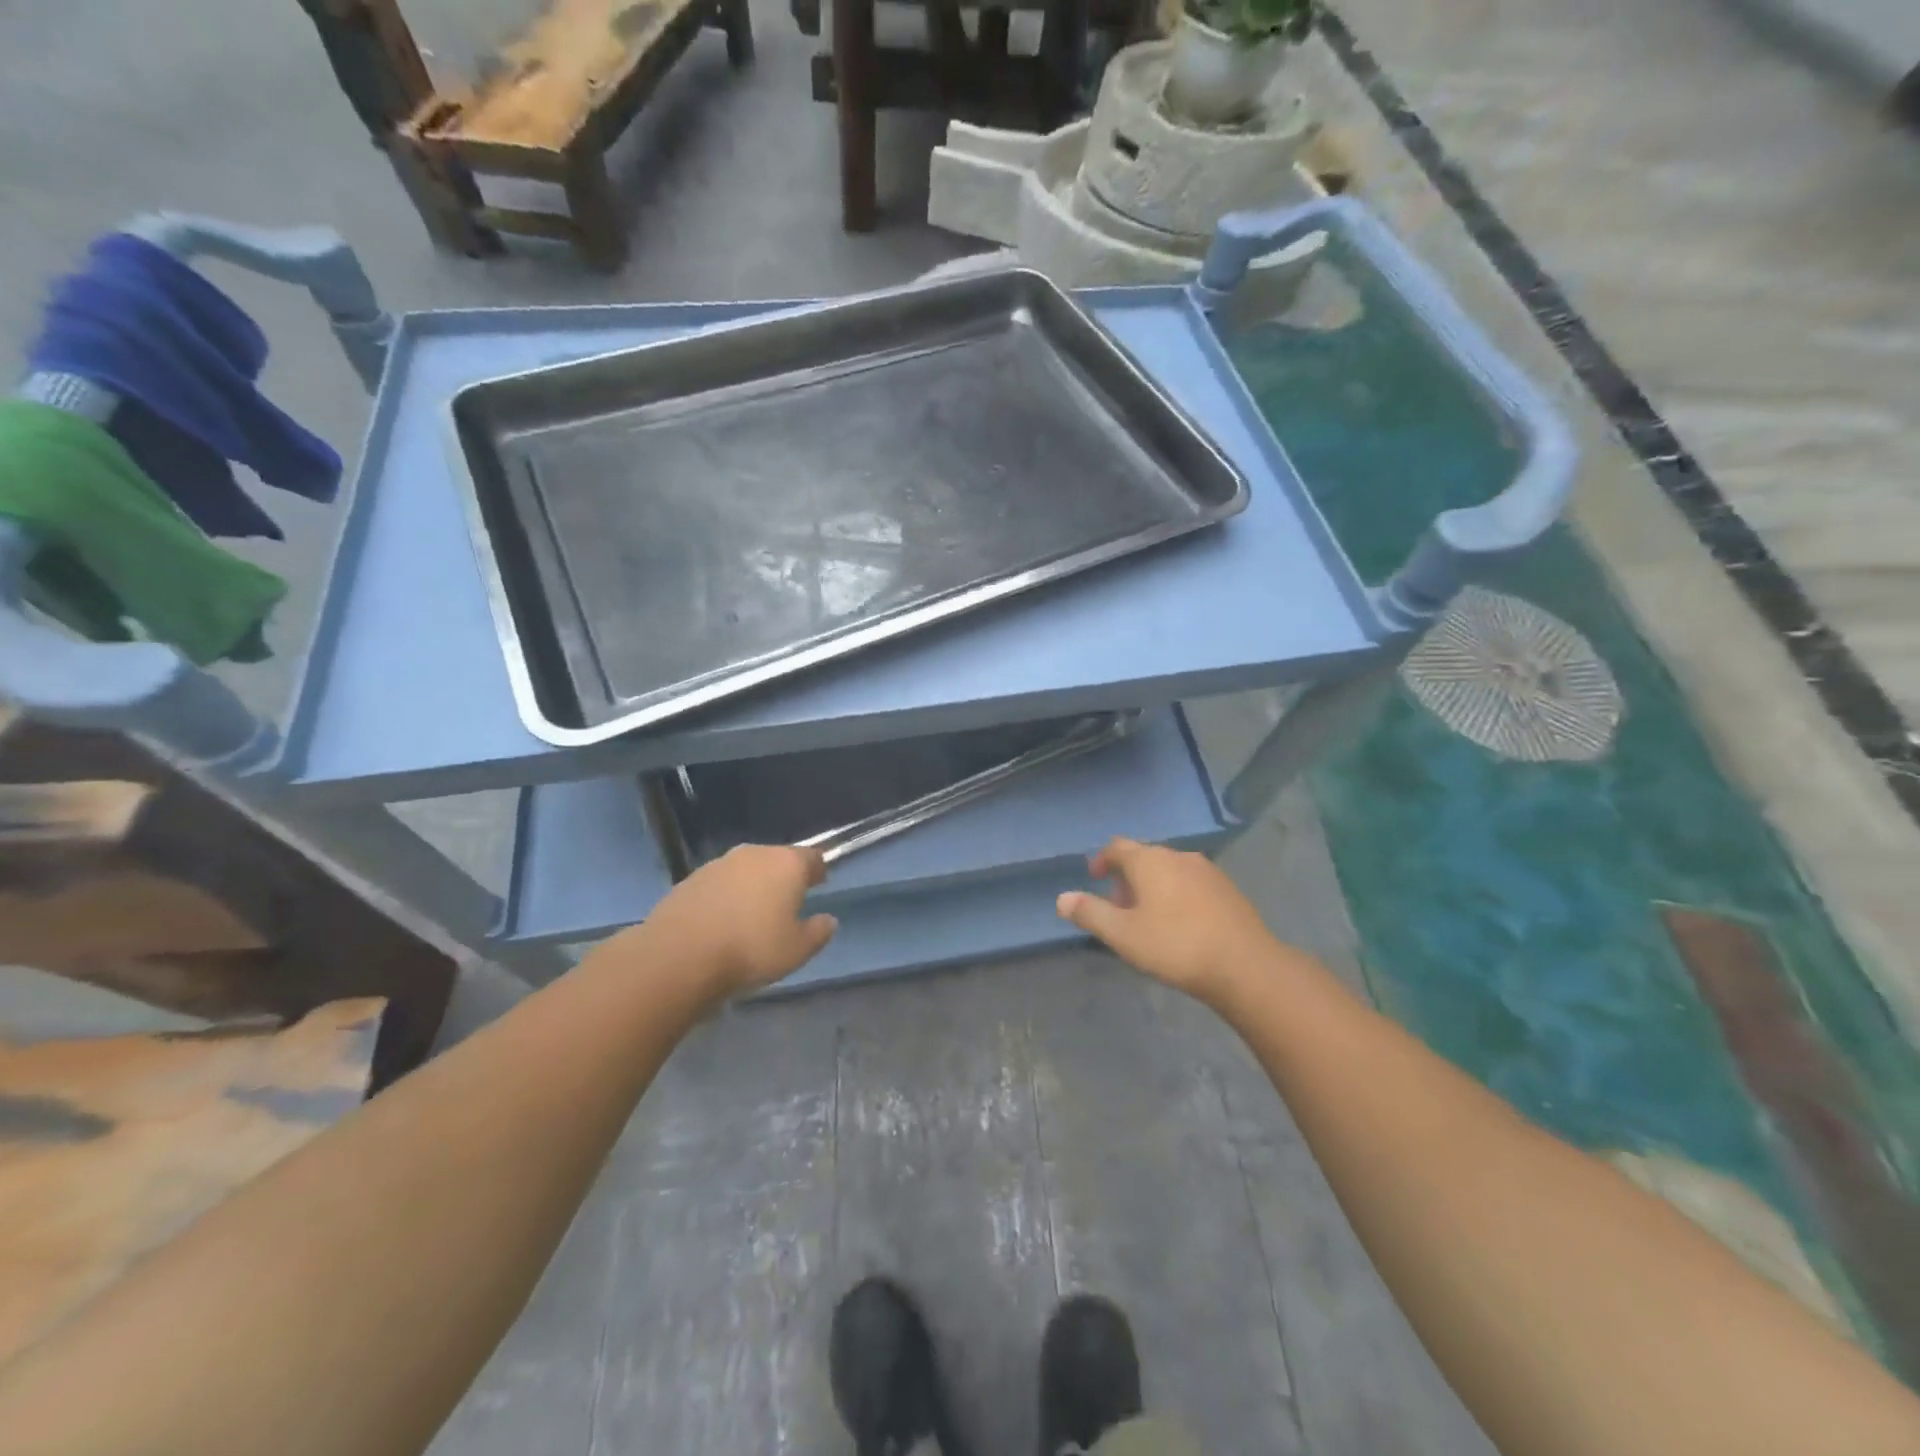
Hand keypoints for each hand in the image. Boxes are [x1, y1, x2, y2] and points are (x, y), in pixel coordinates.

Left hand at [645, 844, 837, 1001]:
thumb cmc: (751, 949)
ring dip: (753, 886)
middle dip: (784, 877)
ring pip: (747, 870)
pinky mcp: (691, 879)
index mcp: (787, 863)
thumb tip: (828, 920)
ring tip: (753, 914)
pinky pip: (720, 884)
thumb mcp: (797, 950)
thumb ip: (818, 932)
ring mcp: (719, 864)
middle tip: (788, 902)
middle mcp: (755, 853)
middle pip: (778, 860)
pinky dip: (727, 896)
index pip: (813, 857)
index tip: (820, 883)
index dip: (818, 871)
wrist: (679, 955)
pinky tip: (723, 921)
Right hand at [1056, 838, 1275, 1007]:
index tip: (1094, 878)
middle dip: (1127, 877)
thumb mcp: (1122, 935)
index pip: (1117, 847)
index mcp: (1149, 860)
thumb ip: (1090, 913)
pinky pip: (1191, 882)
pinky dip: (1176, 893)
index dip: (1102, 860)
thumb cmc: (1175, 946)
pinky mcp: (1227, 889)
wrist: (1245, 966)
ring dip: (1153, 885)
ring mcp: (1207, 870)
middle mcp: (1177, 855)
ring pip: (1169, 869)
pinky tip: (1180, 923)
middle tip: (1118, 906)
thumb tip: (1061, 898)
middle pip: (1144, 856)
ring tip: (1147, 917)